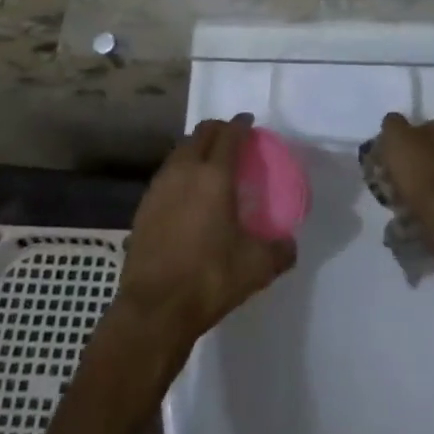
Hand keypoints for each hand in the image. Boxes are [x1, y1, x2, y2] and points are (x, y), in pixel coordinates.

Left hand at [115, 114, 295, 347]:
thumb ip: (279, 251)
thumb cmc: (208, 278)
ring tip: (208, 163)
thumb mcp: (255, 268)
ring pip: (180, 151)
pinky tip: (186, 194)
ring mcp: (159, 187)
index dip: (241, 124)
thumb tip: (290, 245)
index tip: (249, 123)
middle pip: (201, 133)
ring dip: (196, 148)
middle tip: (231, 139)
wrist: (153, 310)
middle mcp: (185, 171)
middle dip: (217, 129)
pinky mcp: (143, 207)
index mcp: (214, 175)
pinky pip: (166, 175)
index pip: (229, 135)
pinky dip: (179, 172)